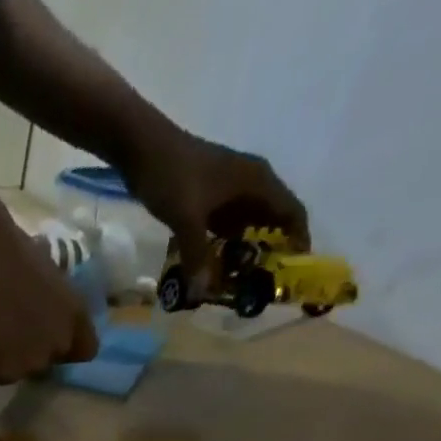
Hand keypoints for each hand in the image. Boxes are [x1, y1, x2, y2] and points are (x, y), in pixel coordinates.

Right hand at [0, 225, 100, 383]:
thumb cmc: (9, 249)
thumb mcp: (46, 270)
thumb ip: (52, 298)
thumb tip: (42, 300)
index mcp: (75, 315)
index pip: (86, 349)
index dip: (68, 347)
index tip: (49, 339)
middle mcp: (58, 343)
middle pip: (46, 362)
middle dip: (31, 352)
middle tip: (8, 333)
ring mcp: (30, 362)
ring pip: (18, 371)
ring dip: (5, 360)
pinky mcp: (1, 374)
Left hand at [126, 129, 310, 302]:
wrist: (144, 149)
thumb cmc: (173, 177)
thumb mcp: (187, 219)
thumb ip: (197, 255)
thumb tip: (203, 291)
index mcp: (258, 182)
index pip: (291, 213)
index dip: (297, 241)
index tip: (292, 273)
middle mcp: (250, 186)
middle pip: (271, 223)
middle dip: (268, 254)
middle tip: (258, 289)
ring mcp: (229, 192)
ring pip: (246, 227)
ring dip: (243, 253)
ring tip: (236, 286)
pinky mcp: (209, 199)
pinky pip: (224, 227)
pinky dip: (222, 247)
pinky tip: (211, 270)